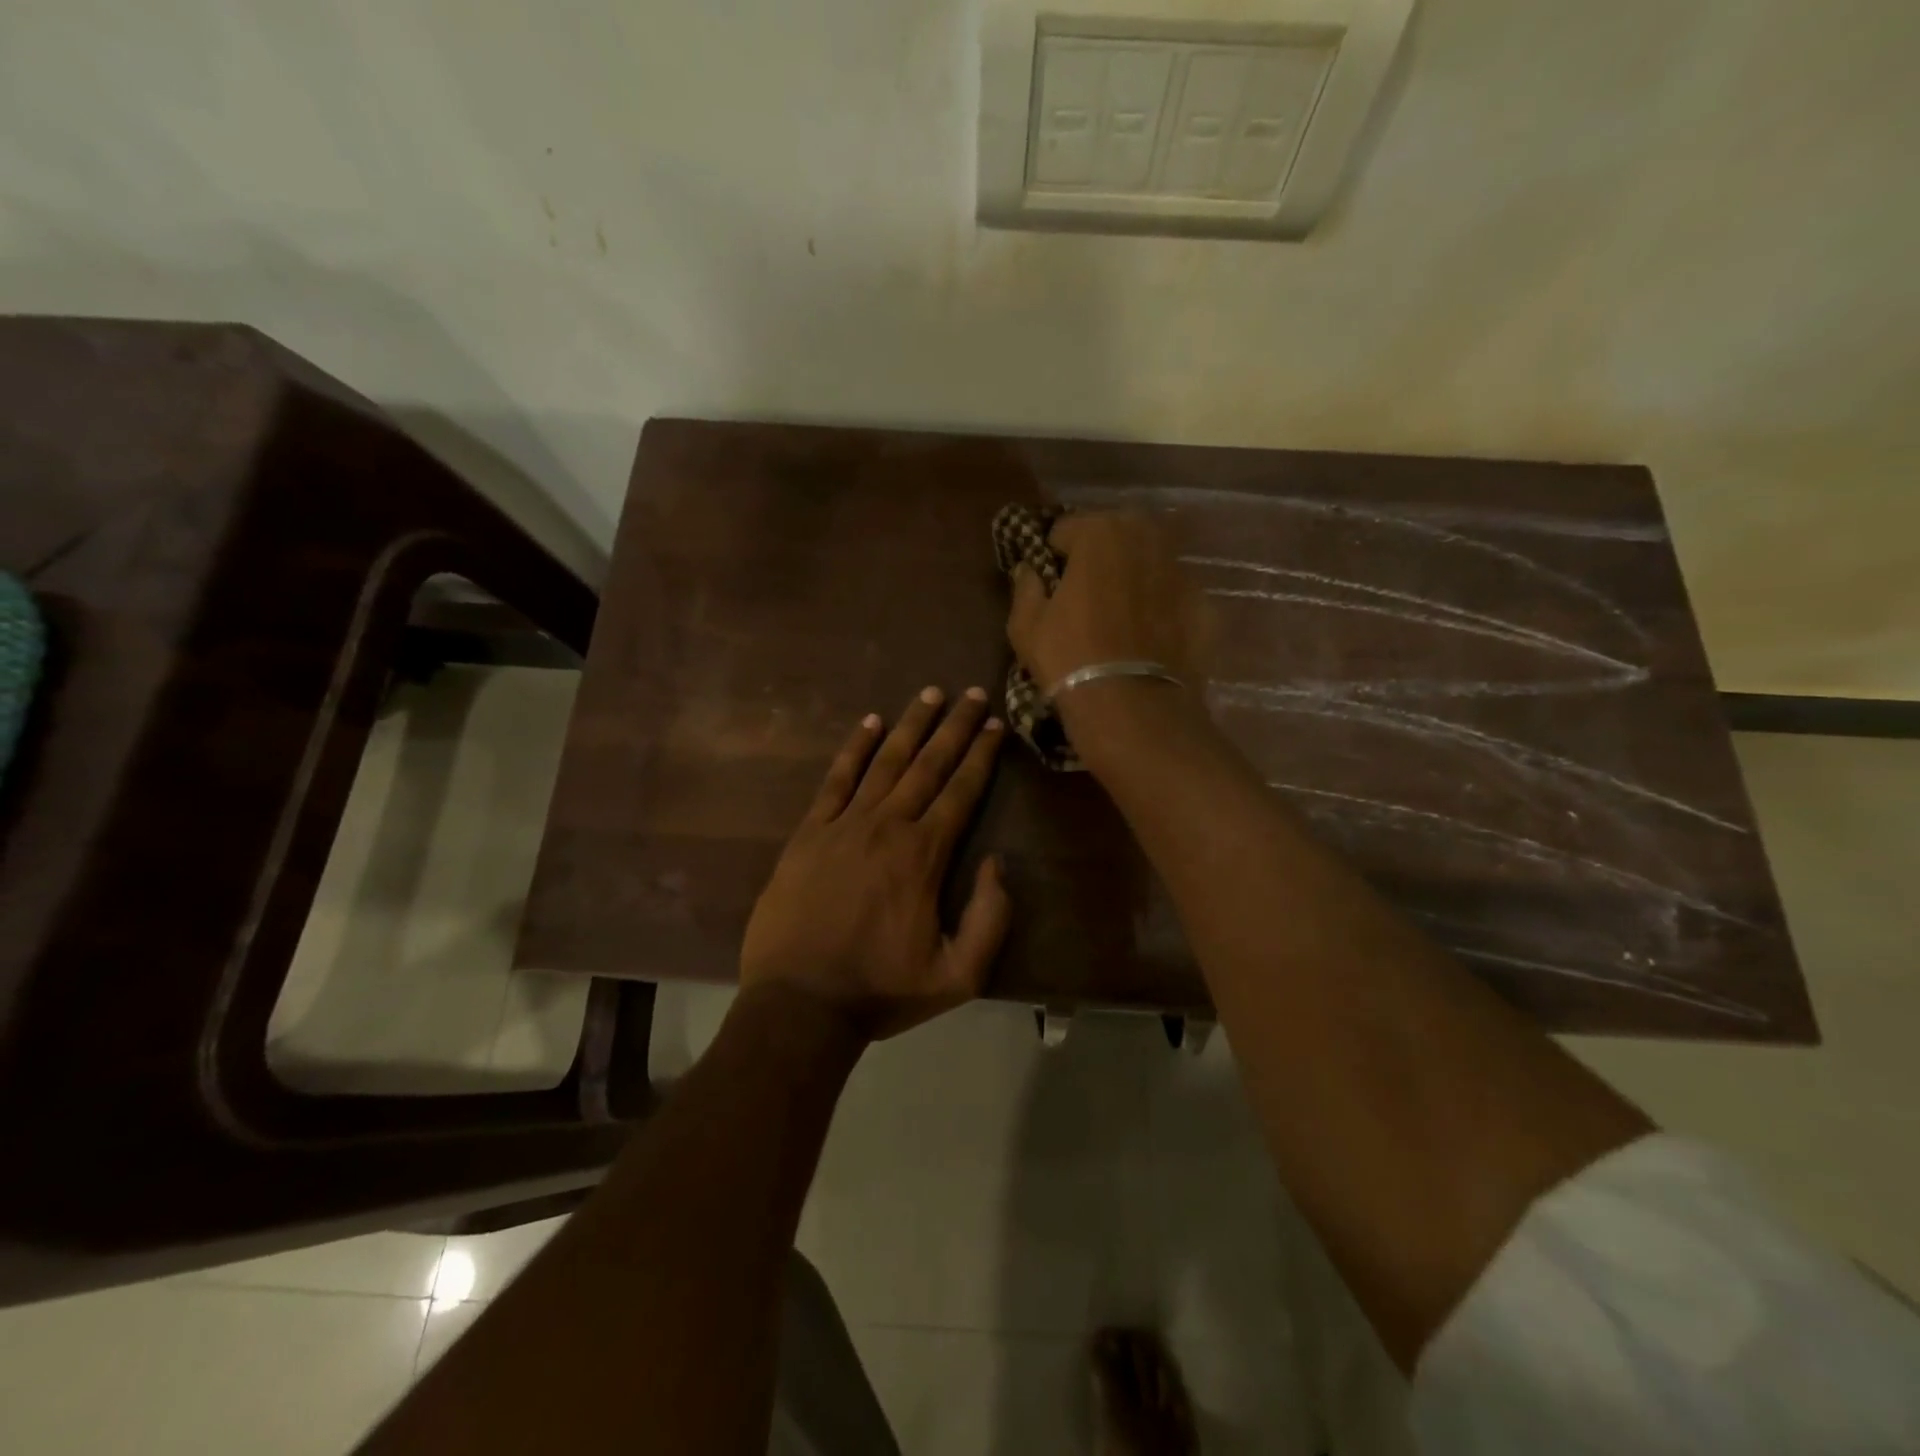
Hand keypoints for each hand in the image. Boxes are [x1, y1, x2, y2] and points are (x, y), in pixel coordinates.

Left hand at [739, 686, 1010, 1040]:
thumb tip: (997, 863)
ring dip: (909, 725)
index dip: (981, 755)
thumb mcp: (958, 975)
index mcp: (924, 855)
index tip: (994, 723)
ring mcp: (843, 825)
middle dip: (954, 727)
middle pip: (927, 764)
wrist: (799, 1005)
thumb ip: (990, 918)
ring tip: (929, 694)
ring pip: (884, 762)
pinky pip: (835, 780)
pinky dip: (853, 749)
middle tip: (970, 693)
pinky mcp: (808, 833)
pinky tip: (869, 723)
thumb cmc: (881, 991)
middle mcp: (887, 826)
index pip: (961, 791)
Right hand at [1006, 512, 1204, 695]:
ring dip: (1133, 577)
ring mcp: (1182, 570)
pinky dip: (1161, 606)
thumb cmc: (1070, 658)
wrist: (1133, 707)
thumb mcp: (1026, 626)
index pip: (1066, 529)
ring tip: (1120, 615)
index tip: (1050, 583)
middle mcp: (1146, 538)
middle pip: (1115, 536)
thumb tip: (1029, 571)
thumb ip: (1026, 587)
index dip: (1053, 555)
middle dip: (1099, 556)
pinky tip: (1149, 637)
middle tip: (1086, 594)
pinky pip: (1173, 595)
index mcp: (1100, 532)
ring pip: (1149, 562)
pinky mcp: (1204, 604)